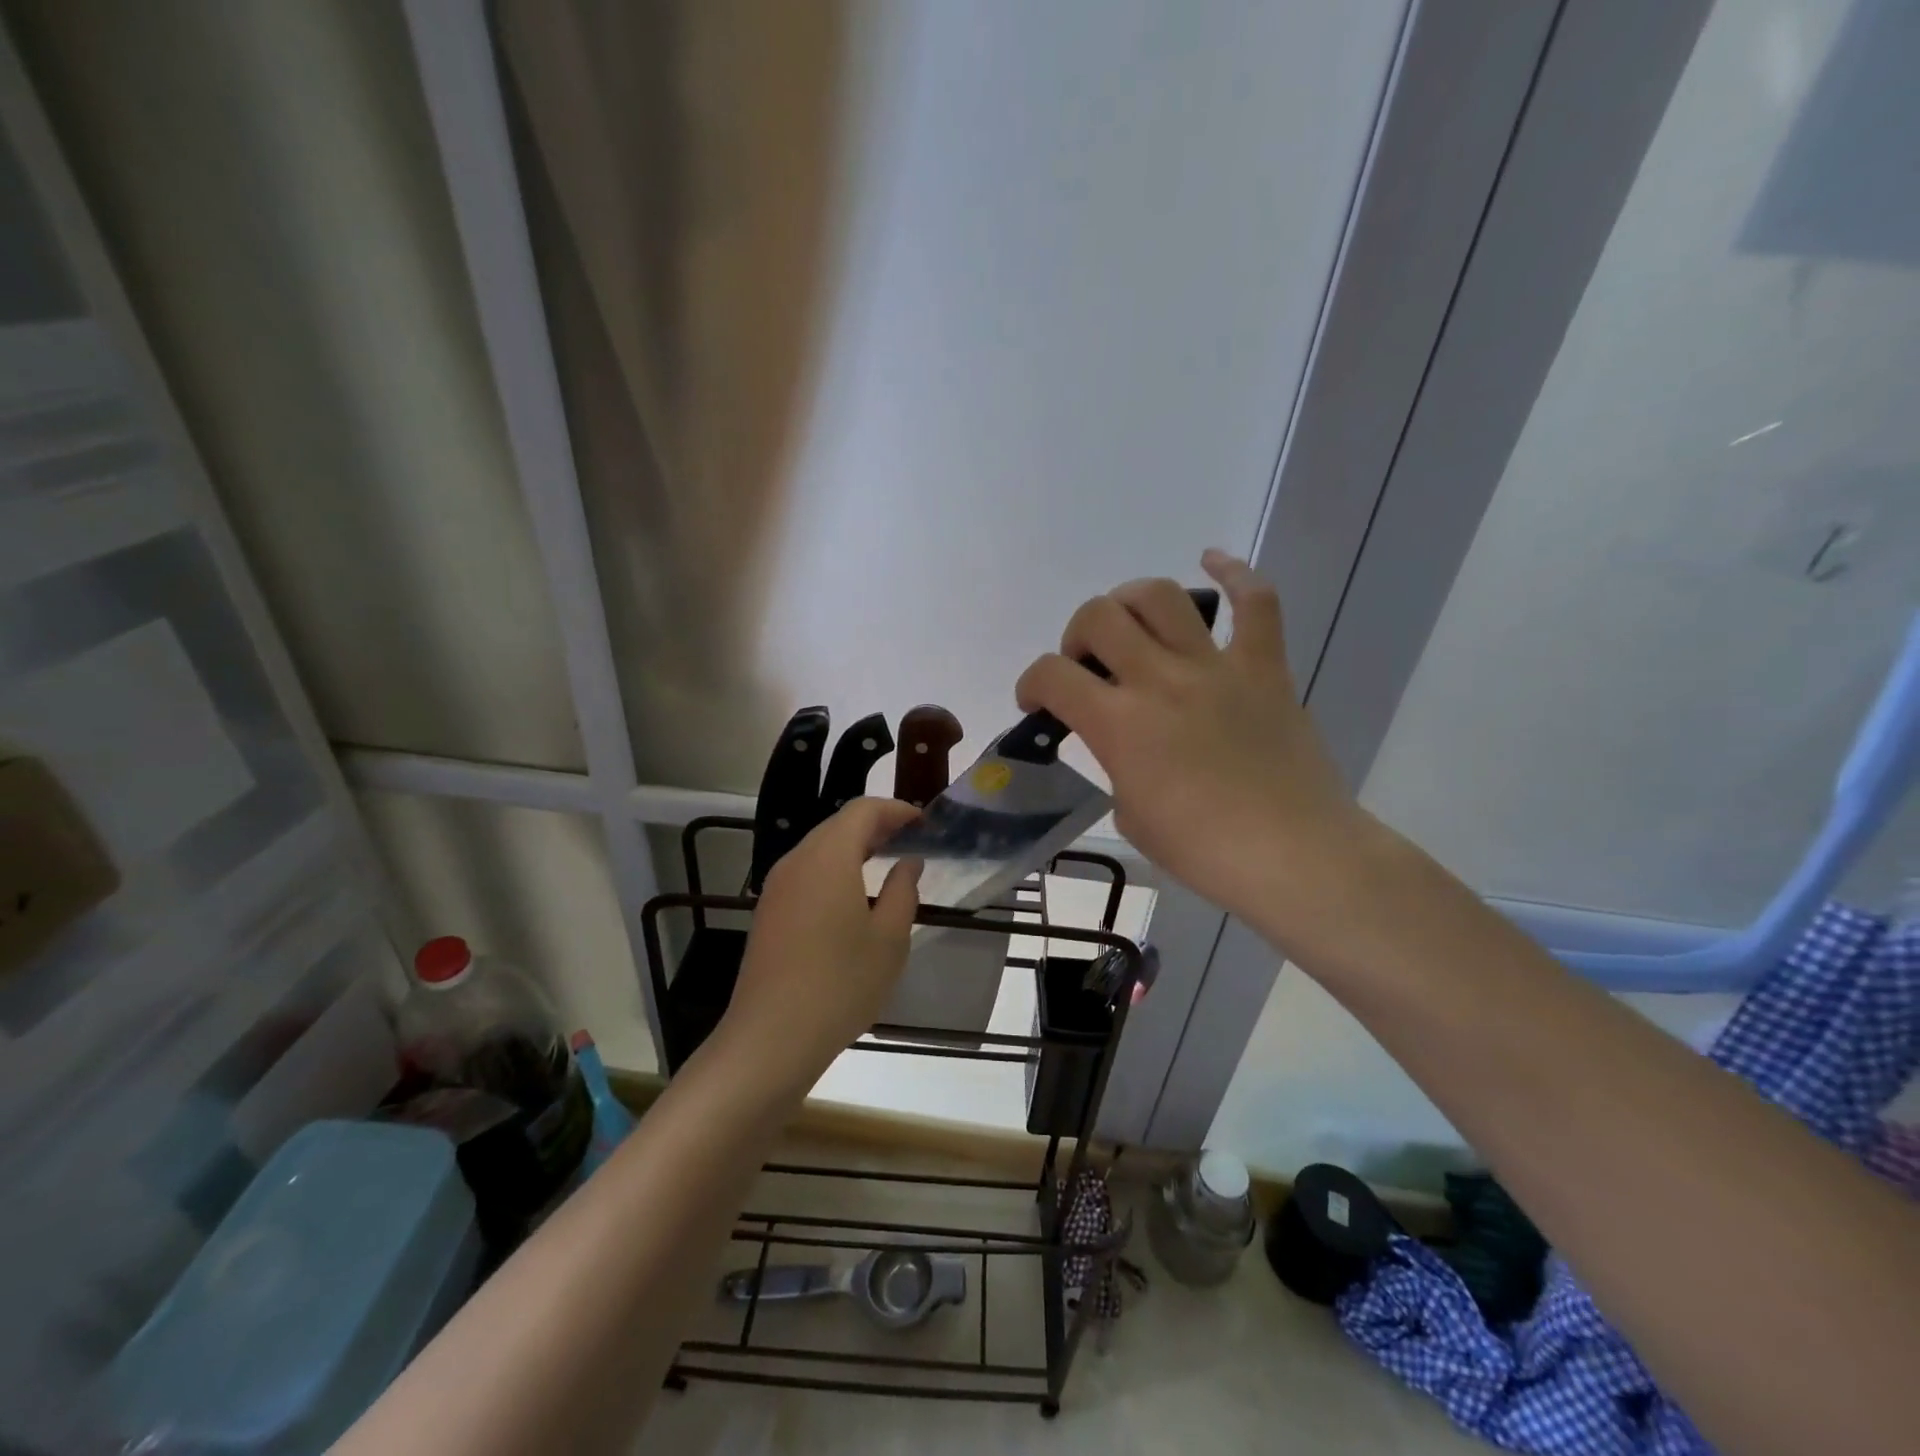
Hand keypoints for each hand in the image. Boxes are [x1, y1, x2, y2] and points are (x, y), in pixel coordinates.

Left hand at [716, 798, 922, 1091]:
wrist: (771, 1037)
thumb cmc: (841, 984)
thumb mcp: (889, 939)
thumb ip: (902, 890)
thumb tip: (908, 862)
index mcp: (828, 857)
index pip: (863, 810)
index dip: (895, 810)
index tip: (923, 823)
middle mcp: (797, 861)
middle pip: (838, 825)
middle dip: (875, 826)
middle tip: (909, 840)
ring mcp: (777, 887)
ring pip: (819, 849)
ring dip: (853, 848)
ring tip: (886, 864)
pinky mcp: (768, 912)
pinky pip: (806, 873)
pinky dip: (834, 870)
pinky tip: (853, 896)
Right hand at [1014, 551, 1376, 945]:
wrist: (1293, 856)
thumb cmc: (1203, 850)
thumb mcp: (1130, 815)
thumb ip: (1116, 766)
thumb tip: (1124, 747)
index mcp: (1119, 724)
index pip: (1051, 675)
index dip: (1031, 683)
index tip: (1038, 703)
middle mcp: (1160, 680)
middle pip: (1098, 616)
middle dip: (1077, 636)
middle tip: (1088, 666)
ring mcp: (1216, 666)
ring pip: (1160, 595)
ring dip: (1130, 602)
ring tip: (1132, 625)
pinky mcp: (1264, 666)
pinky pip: (1255, 602)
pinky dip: (1233, 573)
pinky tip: (1212, 562)